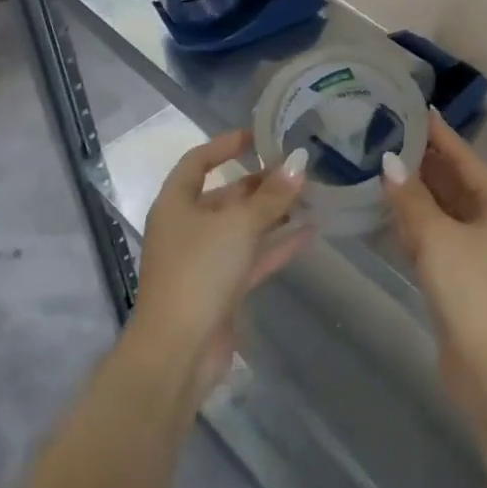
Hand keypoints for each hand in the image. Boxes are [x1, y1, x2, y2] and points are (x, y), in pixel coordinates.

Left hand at [130, 131, 314, 401]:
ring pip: (242, 227)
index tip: (259, 136)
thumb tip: (299, 162)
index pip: (198, 161)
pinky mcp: (221, 288)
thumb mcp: (239, 225)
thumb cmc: (199, 272)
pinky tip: (310, 231)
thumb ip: (272, 194)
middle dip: (260, 183)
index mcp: (176, 204)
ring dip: (273, 213)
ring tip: (310, 195)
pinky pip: (253, 256)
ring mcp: (204, 260)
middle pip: (225, 195)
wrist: (178, 352)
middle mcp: (187, 227)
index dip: (226, 144)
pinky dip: (277, 244)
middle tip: (297, 169)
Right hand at [384, 114, 486, 414]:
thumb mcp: (438, 238)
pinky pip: (436, 238)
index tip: (414, 109)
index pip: (465, 158)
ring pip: (443, 211)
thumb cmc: (471, 291)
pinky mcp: (462, 276)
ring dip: (415, 193)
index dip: (439, 134)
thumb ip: (411, 199)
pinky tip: (386, 213)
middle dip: (423, 162)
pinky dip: (414, 224)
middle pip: (454, 182)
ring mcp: (479, 251)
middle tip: (387, 135)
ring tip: (380, 166)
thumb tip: (389, 162)